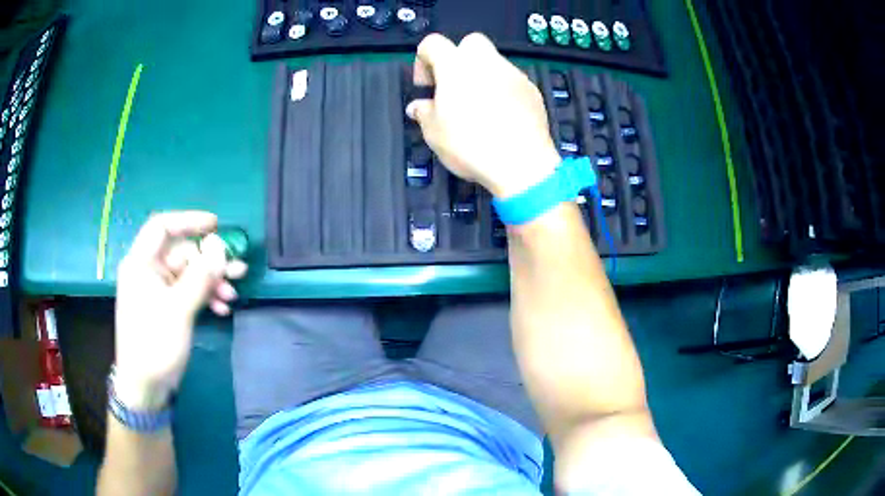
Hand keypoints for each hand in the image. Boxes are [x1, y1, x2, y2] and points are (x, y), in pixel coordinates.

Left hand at [113, 211, 247, 408]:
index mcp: (141, 263)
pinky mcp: (166, 307)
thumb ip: (199, 276)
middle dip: (209, 261)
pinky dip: (204, 297)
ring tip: (233, 294)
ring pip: (188, 274)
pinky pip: (188, 292)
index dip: (188, 221)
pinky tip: (221, 309)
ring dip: (211, 282)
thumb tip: (219, 245)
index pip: (162, 227)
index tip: (216, 226)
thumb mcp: (178, 310)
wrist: (146, 387)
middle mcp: (148, 271)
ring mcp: (158, 290)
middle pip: (181, 253)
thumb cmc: (154, 345)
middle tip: (238, 269)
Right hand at [406, 33, 560, 198]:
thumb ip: (424, 112)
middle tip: (454, 87)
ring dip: (482, 76)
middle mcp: (486, 62)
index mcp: (455, 66)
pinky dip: (503, 91)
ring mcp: (513, 74)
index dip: (423, 60)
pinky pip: (512, 81)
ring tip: (479, 108)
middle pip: (470, 42)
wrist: (521, 163)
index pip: (432, 43)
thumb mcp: (434, 133)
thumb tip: (419, 106)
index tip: (426, 86)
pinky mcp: (532, 91)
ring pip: (493, 62)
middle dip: (459, 58)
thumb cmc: (471, 145)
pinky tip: (501, 117)